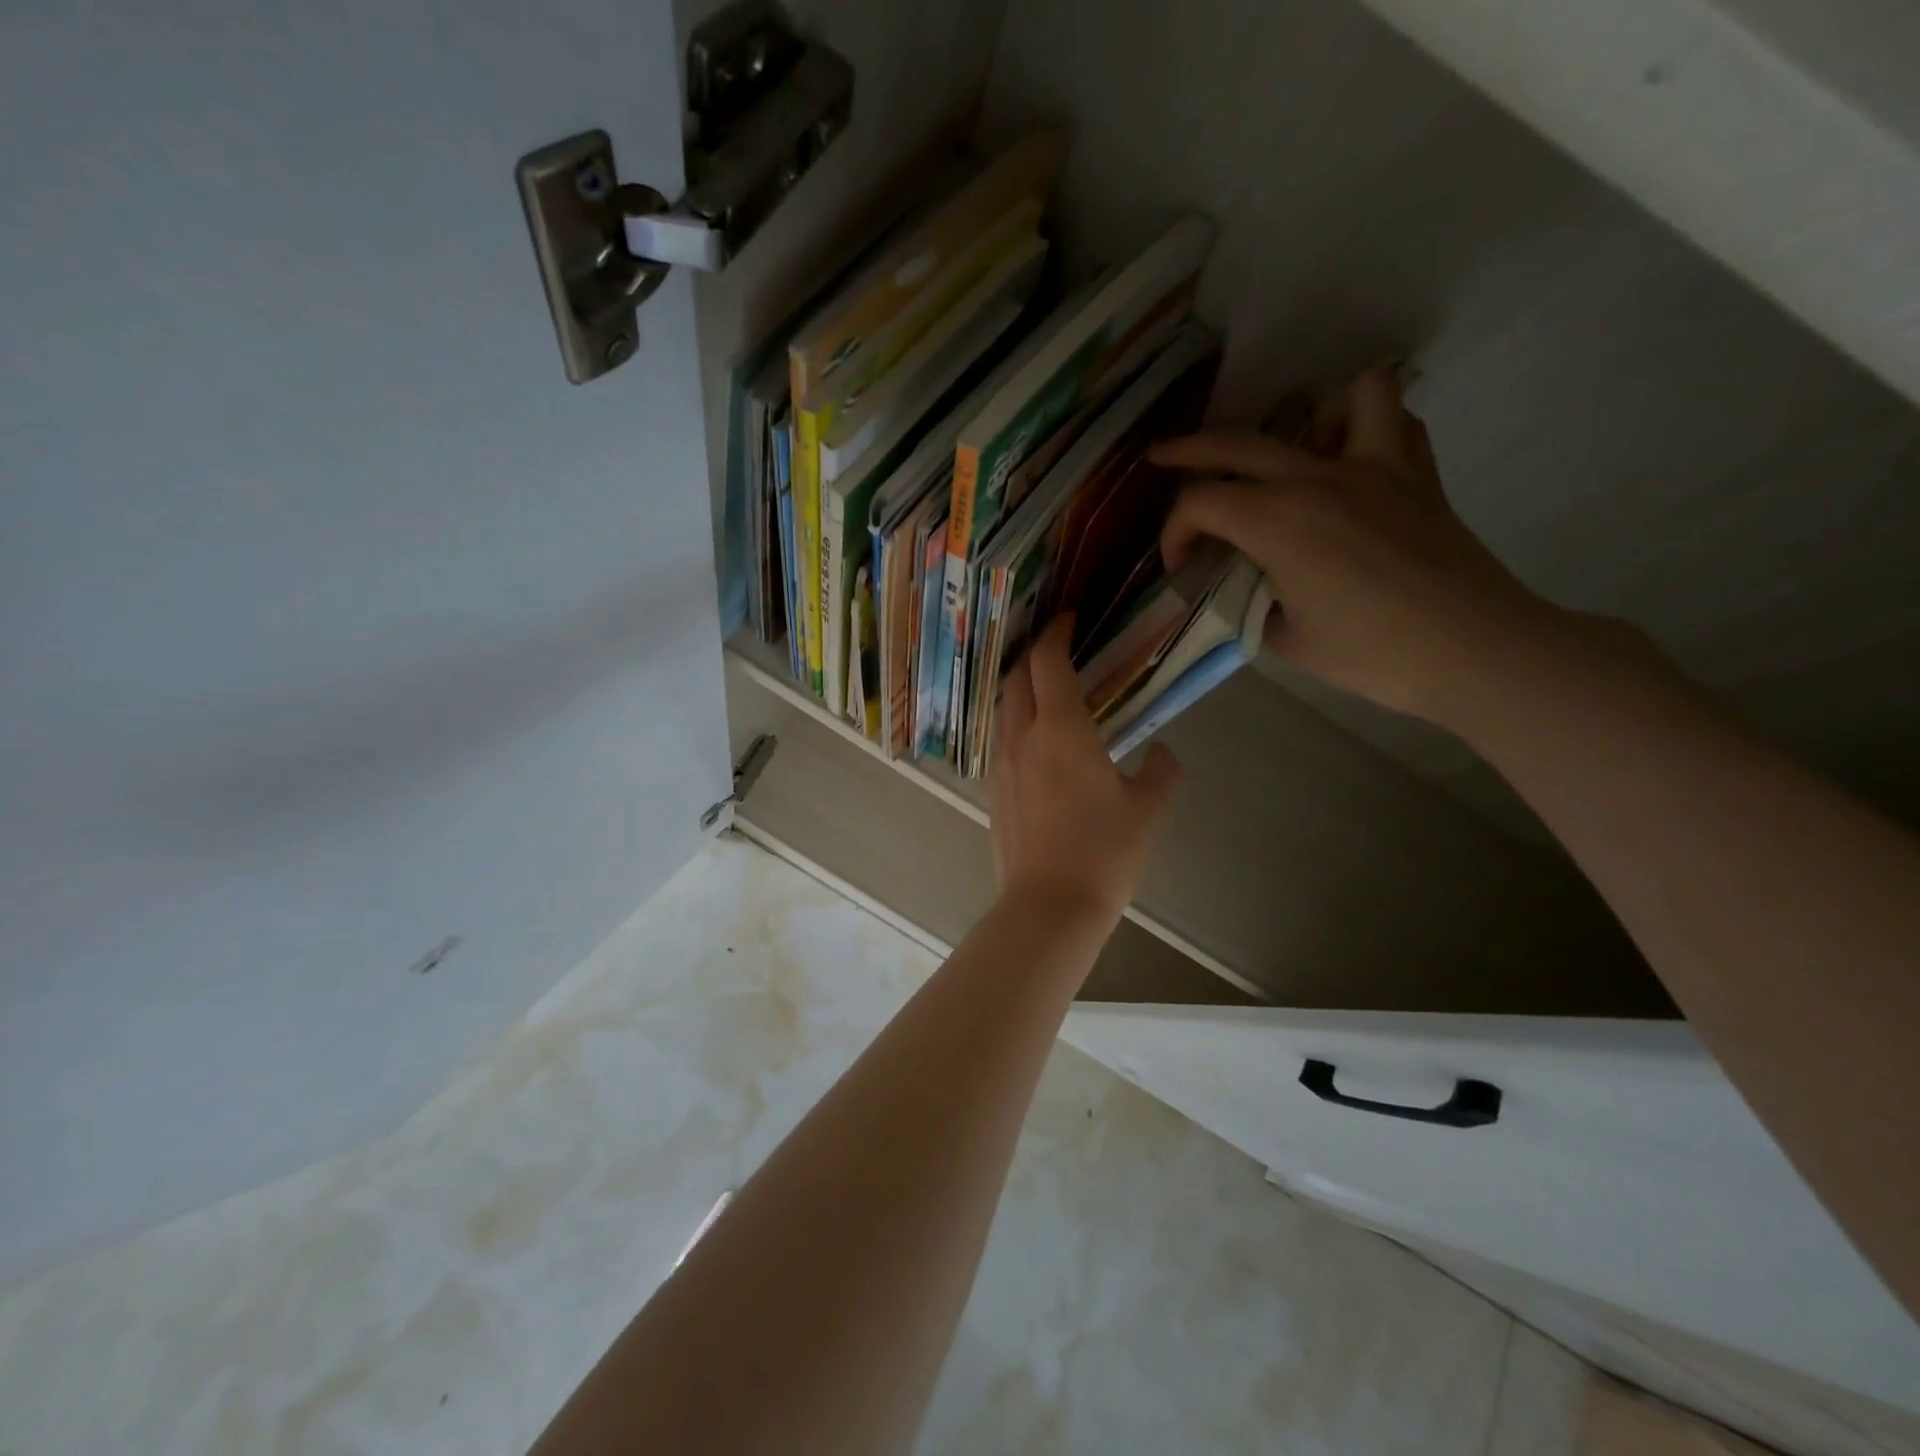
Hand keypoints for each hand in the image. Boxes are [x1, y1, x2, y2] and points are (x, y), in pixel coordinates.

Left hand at [989, 616, 1181, 922]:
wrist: (1049, 906)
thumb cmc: (1103, 852)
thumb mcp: (1148, 808)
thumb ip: (1161, 771)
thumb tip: (1161, 754)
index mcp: (1060, 728)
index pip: (1048, 661)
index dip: (1057, 632)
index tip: (1070, 618)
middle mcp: (1022, 737)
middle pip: (1016, 678)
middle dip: (1033, 656)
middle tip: (1059, 651)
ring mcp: (1001, 765)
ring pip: (1004, 710)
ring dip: (1022, 690)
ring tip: (1048, 693)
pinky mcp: (994, 792)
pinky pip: (1002, 741)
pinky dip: (1017, 724)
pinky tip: (1038, 743)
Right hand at [1151, 369, 1556, 726]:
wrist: (1471, 649)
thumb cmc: (1371, 653)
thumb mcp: (1285, 640)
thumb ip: (1252, 602)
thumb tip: (1250, 587)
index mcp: (1277, 521)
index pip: (1199, 504)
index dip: (1175, 534)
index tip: (1180, 565)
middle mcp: (1318, 478)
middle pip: (1236, 442)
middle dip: (1187, 451)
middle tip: (1162, 459)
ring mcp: (1374, 466)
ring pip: (1336, 398)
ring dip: (1304, 419)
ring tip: (1293, 454)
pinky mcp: (1416, 473)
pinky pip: (1392, 418)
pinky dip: (1365, 426)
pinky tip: (1350, 461)